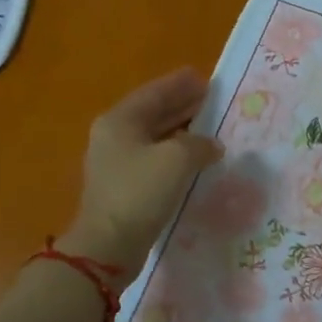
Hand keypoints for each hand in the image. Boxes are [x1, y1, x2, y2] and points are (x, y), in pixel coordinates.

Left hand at [62, 67, 222, 273]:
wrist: (110, 244)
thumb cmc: (141, 192)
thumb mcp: (177, 159)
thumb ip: (199, 144)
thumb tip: (211, 145)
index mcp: (120, 121)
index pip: (154, 93)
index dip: (179, 84)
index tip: (203, 77)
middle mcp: (114, 136)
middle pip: (153, 112)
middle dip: (181, 104)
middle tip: (210, 98)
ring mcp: (117, 162)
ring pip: (155, 136)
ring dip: (181, 129)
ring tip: (209, 125)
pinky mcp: (125, 185)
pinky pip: (155, 158)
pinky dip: (176, 152)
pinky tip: (195, 156)